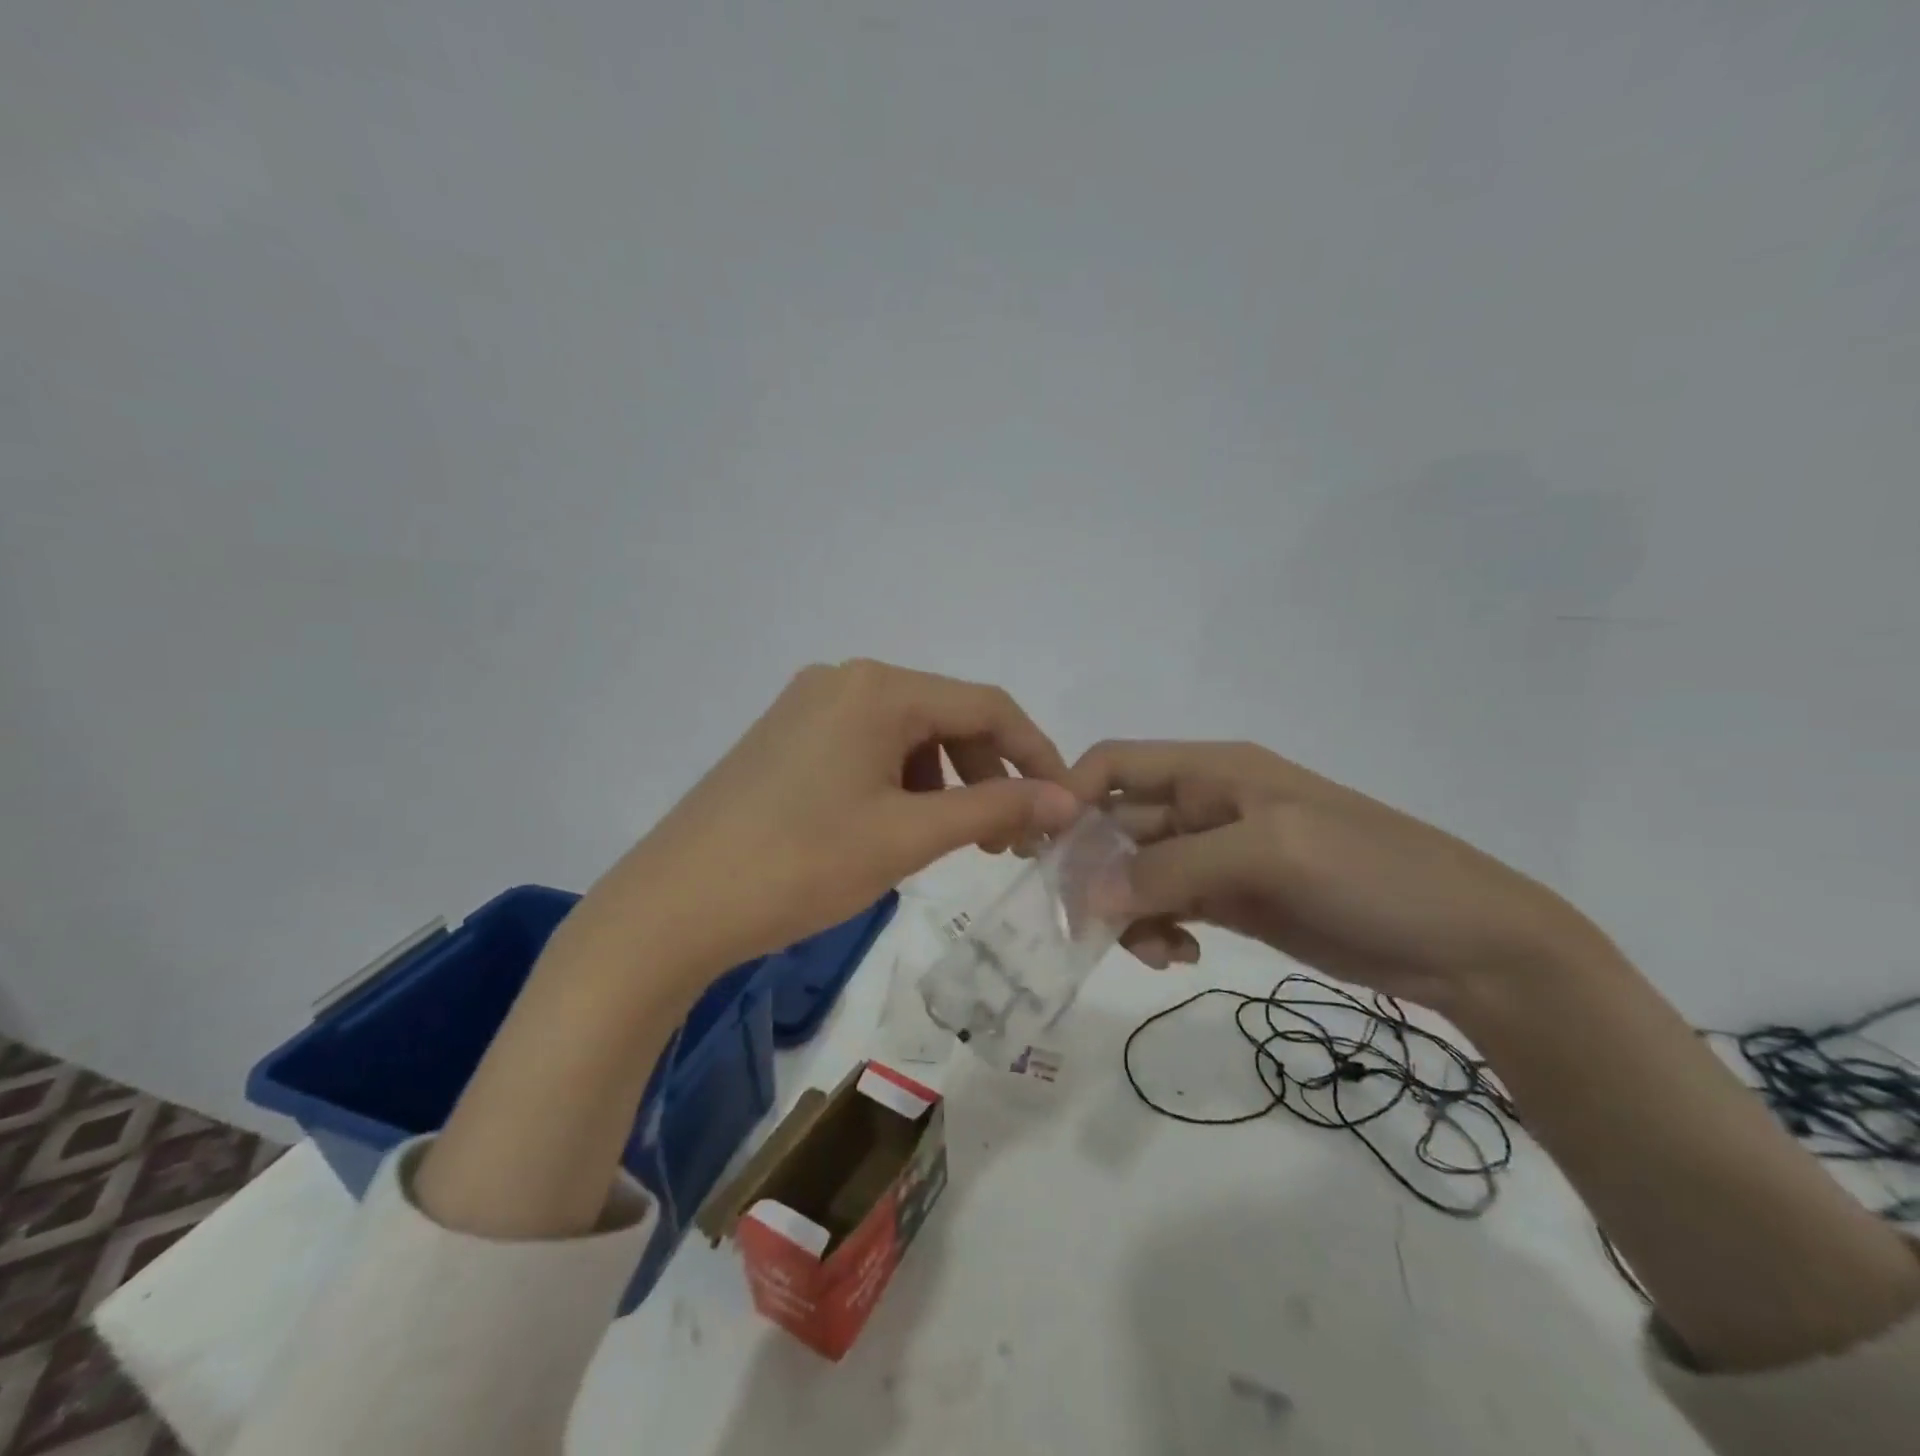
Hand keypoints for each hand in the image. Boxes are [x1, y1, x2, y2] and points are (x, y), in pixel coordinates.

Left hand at [568, 660, 1079, 988]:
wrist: (675, 905)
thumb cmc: (801, 864)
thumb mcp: (908, 836)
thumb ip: (995, 809)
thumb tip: (1068, 798)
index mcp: (878, 688)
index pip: (986, 706)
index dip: (1036, 753)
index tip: (1065, 803)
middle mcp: (845, 680)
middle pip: (946, 717)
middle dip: (989, 773)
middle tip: (1009, 839)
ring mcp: (809, 706)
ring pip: (908, 735)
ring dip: (947, 782)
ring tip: (957, 841)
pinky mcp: (786, 737)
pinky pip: (868, 747)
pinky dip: (902, 783)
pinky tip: (899, 827)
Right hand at [1067, 740, 1611, 1011]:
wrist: (1468, 943)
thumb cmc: (1371, 874)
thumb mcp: (1269, 855)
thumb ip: (1172, 869)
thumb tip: (1087, 897)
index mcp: (1213, 771)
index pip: (1116, 765)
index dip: (1072, 797)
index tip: (1045, 853)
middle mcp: (1206, 806)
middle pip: (1118, 825)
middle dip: (1096, 870)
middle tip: (1087, 926)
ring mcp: (1219, 856)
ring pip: (1136, 872)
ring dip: (1126, 908)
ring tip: (1152, 950)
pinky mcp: (1232, 901)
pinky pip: (1166, 906)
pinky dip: (1156, 928)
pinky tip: (1177, 954)